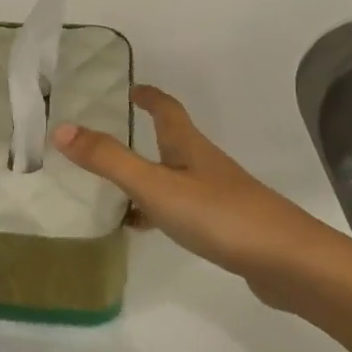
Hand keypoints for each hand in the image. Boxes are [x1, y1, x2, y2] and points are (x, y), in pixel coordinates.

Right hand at [53, 85, 346, 296]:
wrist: (289, 263)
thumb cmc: (219, 215)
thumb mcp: (155, 185)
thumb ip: (109, 159)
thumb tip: (61, 128)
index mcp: (188, 146)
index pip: (167, 108)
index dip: (148, 95)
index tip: (129, 87)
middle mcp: (204, 164)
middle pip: (172, 141)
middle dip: (143, 136)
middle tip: (108, 138)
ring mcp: (219, 196)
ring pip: (175, 177)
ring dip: (148, 176)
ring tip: (114, 190)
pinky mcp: (227, 227)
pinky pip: (184, 209)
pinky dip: (160, 210)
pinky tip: (147, 229)